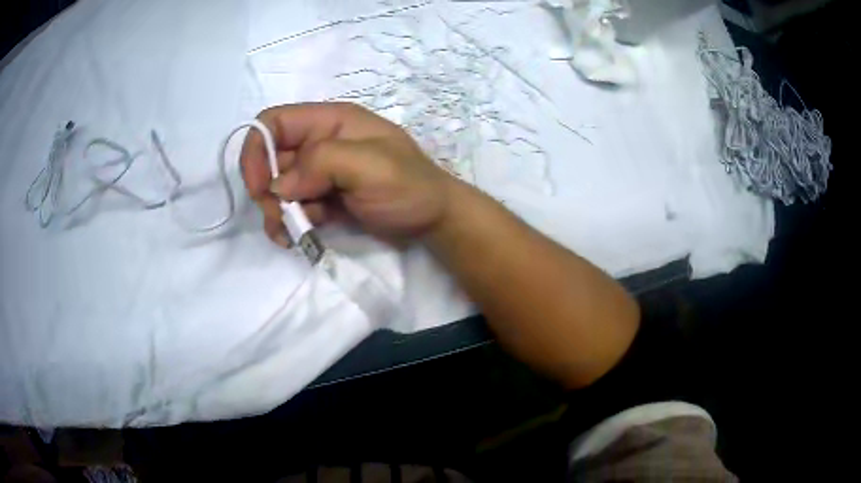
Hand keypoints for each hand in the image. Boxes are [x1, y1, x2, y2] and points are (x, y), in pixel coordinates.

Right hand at [240, 102, 453, 246]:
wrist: (433, 221)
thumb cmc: (408, 186)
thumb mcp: (369, 166)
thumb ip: (321, 164)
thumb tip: (278, 186)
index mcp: (330, 121)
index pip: (275, 122)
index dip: (257, 150)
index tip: (259, 187)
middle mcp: (320, 143)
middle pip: (271, 158)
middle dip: (266, 190)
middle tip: (279, 217)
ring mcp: (321, 173)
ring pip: (278, 187)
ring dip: (277, 211)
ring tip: (291, 232)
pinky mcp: (324, 198)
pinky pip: (294, 207)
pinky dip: (290, 222)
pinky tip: (298, 237)